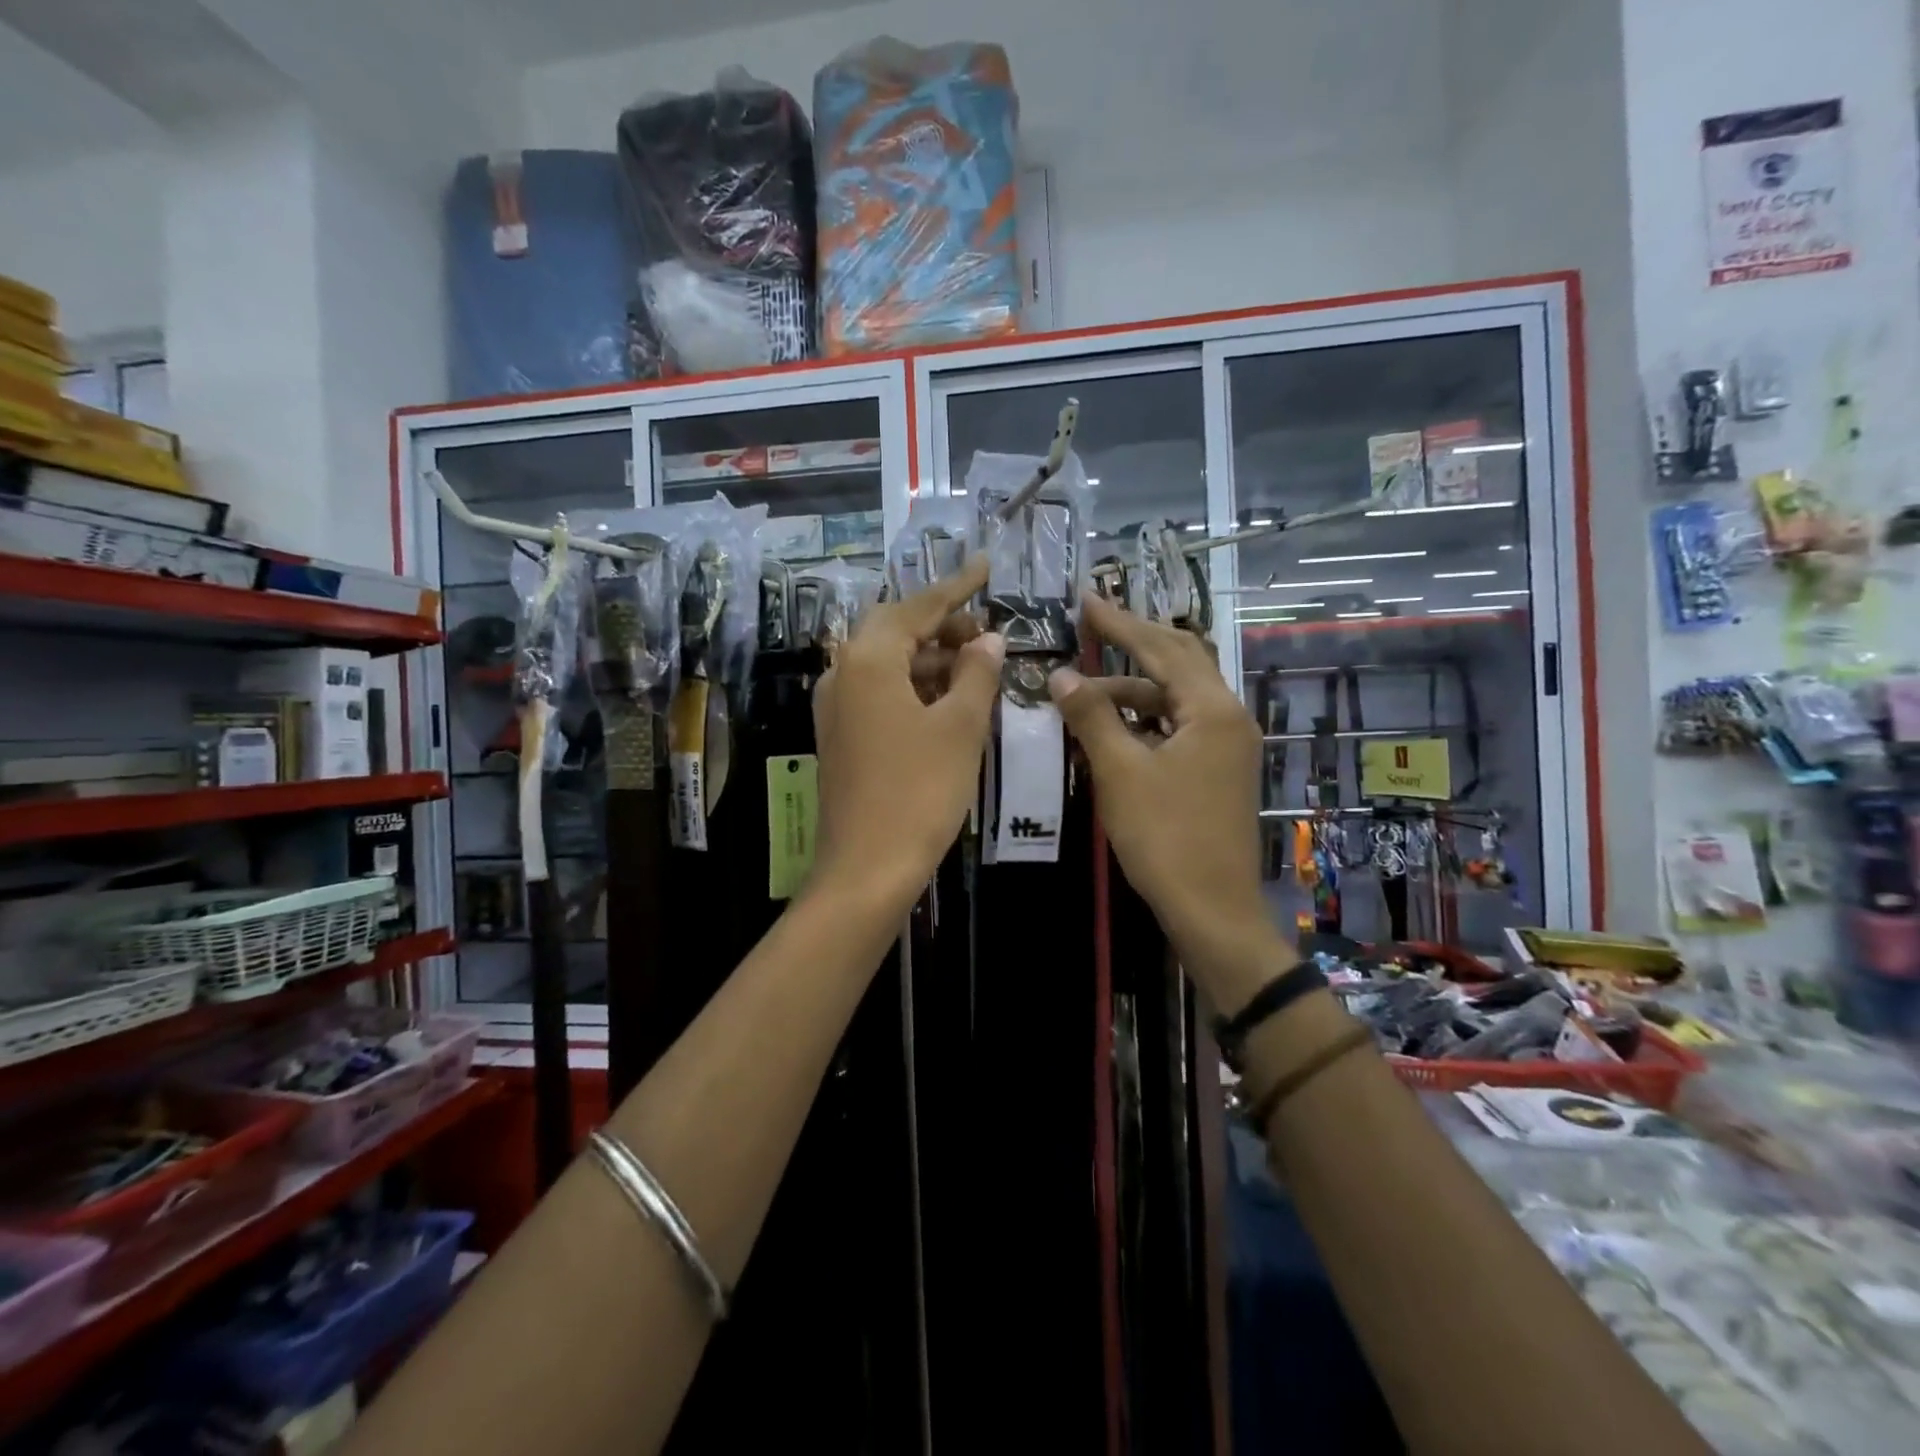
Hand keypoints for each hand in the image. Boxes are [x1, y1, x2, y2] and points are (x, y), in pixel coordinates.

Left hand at [810, 555, 1003, 909]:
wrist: (866, 867)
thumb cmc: (919, 791)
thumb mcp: (960, 727)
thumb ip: (976, 674)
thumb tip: (989, 640)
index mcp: (868, 659)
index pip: (917, 607)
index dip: (957, 587)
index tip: (987, 565)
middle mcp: (842, 672)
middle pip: (895, 629)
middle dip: (942, 624)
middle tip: (986, 630)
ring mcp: (835, 706)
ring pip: (886, 662)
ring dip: (929, 657)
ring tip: (976, 665)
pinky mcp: (839, 734)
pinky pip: (878, 691)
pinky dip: (913, 686)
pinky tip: (946, 700)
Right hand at [1049, 592, 1285, 1011]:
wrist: (1212, 909)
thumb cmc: (1165, 838)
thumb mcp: (1120, 772)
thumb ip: (1091, 716)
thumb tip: (1061, 675)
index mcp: (1212, 709)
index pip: (1161, 648)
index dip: (1120, 623)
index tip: (1085, 600)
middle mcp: (1228, 716)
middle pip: (1180, 661)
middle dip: (1134, 641)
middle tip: (1092, 624)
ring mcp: (1228, 744)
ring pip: (1178, 696)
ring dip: (1134, 687)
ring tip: (1083, 692)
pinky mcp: (1219, 769)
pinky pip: (1181, 724)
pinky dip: (1146, 716)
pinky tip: (1114, 724)